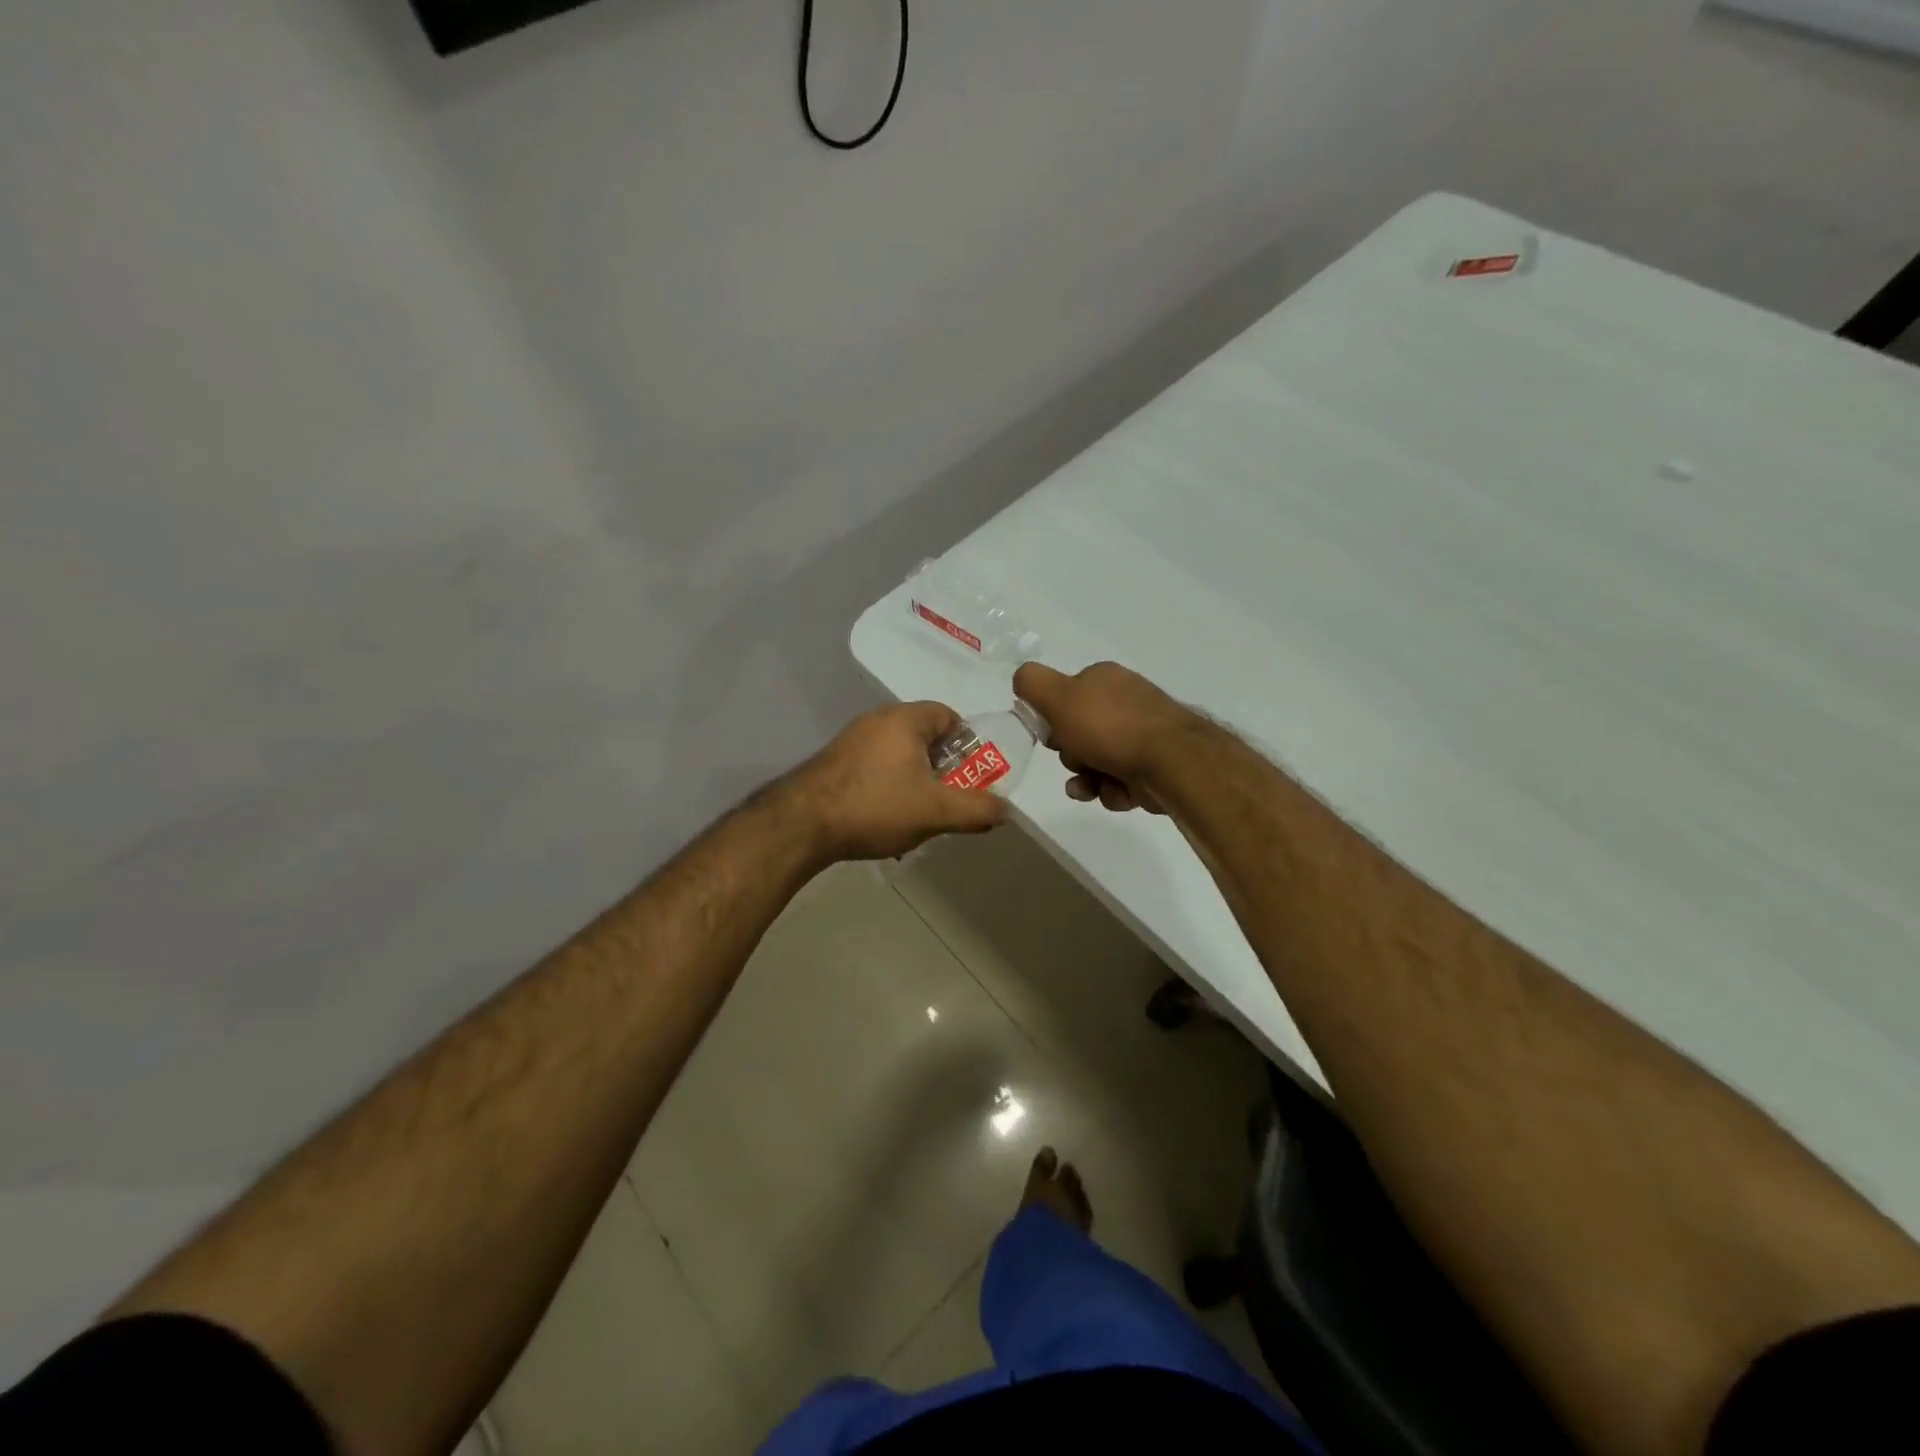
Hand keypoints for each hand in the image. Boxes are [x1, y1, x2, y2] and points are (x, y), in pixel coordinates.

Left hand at [788, 701, 1009, 860]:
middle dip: (943, 767)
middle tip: (951, 797)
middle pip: (925, 736)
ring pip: (899, 754)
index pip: (949, 716)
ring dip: (916, 779)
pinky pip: (876, 766)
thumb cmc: (875, 806)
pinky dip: (889, 786)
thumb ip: (975, 809)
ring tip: (920, 813)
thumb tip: (1006, 809)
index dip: (968, 744)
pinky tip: (887, 817)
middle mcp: (877, 720)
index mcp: (905, 719)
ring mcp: (852, 740)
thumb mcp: (935, 811)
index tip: (973, 774)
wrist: (801, 824)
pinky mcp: (835, 762)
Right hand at [1012, 661, 1194, 813]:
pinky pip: (1119, 781)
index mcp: (1104, 679)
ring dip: (1087, 779)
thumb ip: (1032, 684)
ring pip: (1097, 761)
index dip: (1052, 719)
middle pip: (1079, 733)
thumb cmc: (1109, 727)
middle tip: (1076, 761)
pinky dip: (1111, 790)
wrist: (1171, 762)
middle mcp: (1125, 702)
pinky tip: (1116, 793)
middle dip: (1071, 754)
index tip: (1051, 736)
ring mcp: (1143, 734)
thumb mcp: (1059, 697)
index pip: (1065, 696)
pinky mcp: (1155, 765)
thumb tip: (1021, 680)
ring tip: (1091, 787)